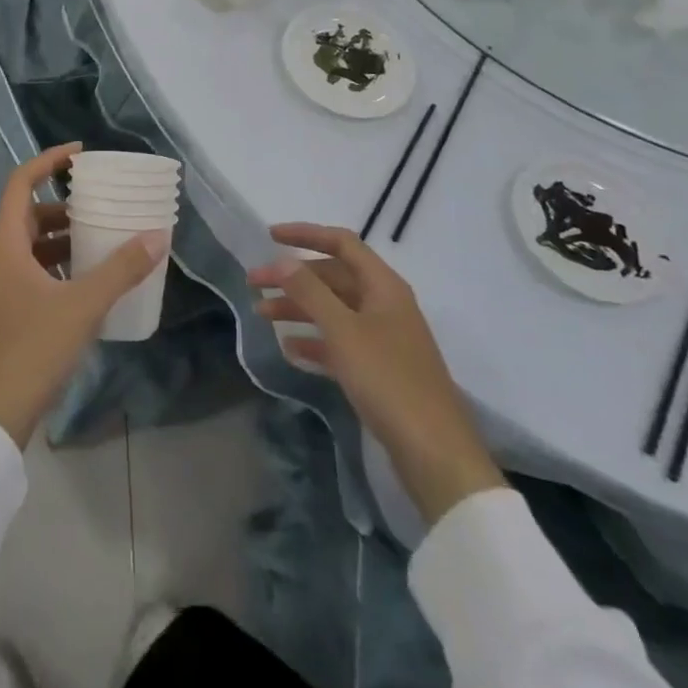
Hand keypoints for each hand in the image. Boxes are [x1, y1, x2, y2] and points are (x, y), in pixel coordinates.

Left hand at [0, 144, 169, 448]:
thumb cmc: (30, 349)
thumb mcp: (81, 306)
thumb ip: (120, 269)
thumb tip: (158, 235)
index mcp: (5, 245)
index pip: (21, 183)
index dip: (48, 161)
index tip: (81, 154)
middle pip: (29, 215)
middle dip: (64, 205)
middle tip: (101, 204)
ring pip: (32, 247)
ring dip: (63, 238)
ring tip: (102, 240)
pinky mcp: (6, 314)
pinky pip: (34, 274)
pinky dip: (59, 267)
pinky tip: (89, 283)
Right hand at [249, 224, 504, 525]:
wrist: (434, 453)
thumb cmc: (388, 380)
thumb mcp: (343, 331)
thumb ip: (309, 291)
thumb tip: (280, 260)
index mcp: (383, 286)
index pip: (342, 243)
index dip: (305, 234)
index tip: (269, 237)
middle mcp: (384, 304)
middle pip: (333, 277)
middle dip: (292, 278)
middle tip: (253, 285)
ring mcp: (383, 338)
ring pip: (333, 310)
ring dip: (298, 308)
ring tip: (261, 316)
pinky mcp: (378, 369)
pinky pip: (339, 342)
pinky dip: (314, 340)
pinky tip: (289, 349)